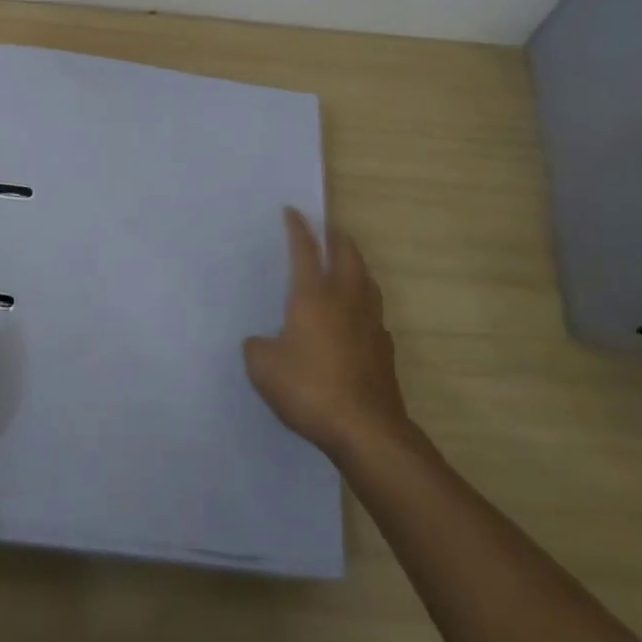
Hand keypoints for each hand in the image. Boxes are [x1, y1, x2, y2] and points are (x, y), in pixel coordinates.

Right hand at [244, 208, 408, 460]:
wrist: (366, 430)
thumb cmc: (310, 389)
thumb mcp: (264, 369)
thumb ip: (257, 348)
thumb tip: (260, 343)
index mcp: (312, 296)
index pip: (305, 250)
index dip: (298, 228)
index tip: (293, 211)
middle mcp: (344, 300)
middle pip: (346, 255)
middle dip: (336, 236)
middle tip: (328, 228)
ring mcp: (370, 322)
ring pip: (366, 280)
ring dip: (356, 264)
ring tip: (347, 262)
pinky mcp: (384, 348)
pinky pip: (375, 313)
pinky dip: (365, 303)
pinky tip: (359, 316)